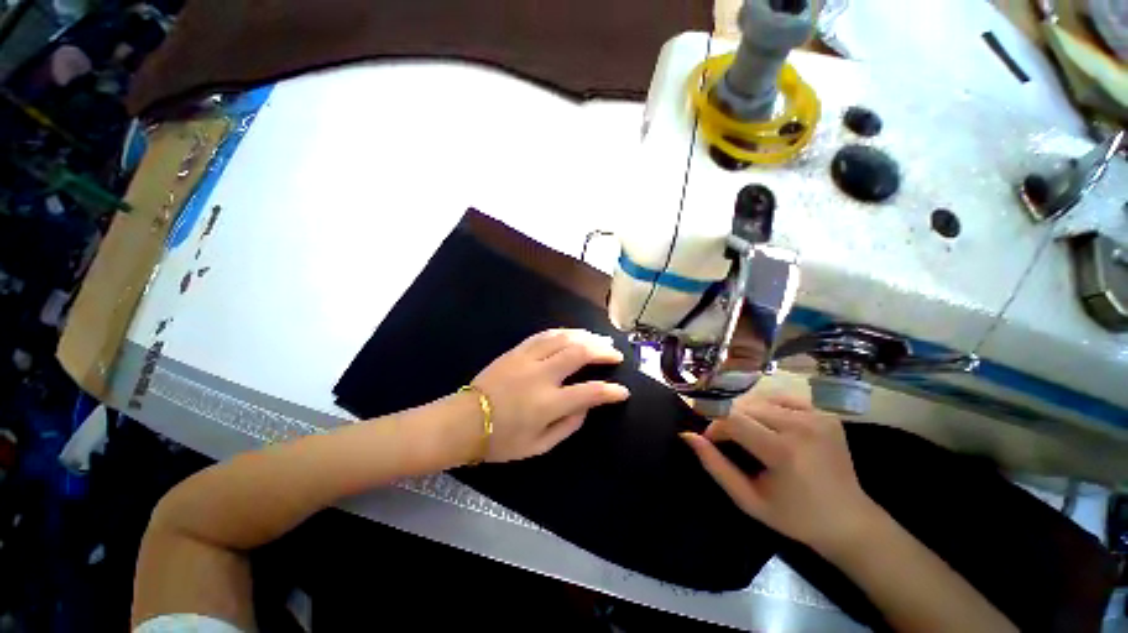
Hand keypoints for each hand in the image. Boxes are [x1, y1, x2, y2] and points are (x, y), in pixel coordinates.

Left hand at [470, 329, 630, 462]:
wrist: (463, 422)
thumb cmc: (501, 440)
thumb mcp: (539, 446)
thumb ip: (568, 426)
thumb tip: (586, 407)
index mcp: (548, 403)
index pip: (590, 391)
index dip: (611, 391)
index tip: (623, 391)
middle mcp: (541, 375)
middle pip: (579, 353)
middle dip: (602, 351)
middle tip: (615, 354)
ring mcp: (527, 359)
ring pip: (563, 338)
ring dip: (586, 336)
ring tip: (600, 339)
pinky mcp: (516, 351)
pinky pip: (544, 335)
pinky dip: (563, 332)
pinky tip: (573, 333)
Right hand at [681, 393, 880, 553]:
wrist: (849, 520)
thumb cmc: (794, 516)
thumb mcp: (747, 499)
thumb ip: (714, 465)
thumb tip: (687, 435)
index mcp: (783, 451)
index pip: (731, 420)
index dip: (713, 427)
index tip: (710, 441)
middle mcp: (801, 426)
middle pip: (744, 407)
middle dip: (727, 420)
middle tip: (728, 440)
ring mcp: (817, 416)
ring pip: (759, 400)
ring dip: (745, 413)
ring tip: (748, 435)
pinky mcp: (824, 413)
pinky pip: (781, 399)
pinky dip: (766, 408)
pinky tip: (769, 425)